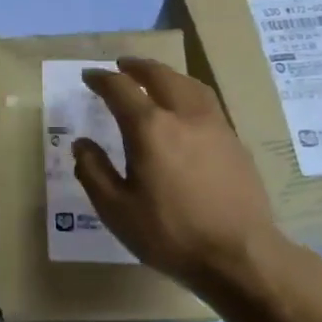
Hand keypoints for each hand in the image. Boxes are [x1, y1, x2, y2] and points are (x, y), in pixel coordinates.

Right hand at [72, 57, 286, 291]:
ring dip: (166, 75)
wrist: (239, 255)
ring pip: (189, 84)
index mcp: (150, 128)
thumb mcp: (115, 209)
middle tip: (121, 66)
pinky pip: (207, 102)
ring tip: (154, 78)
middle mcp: (184, 116)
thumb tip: (82, 144)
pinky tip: (185, 109)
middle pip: (160, 76)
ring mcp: (215, 126)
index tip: (89, 77)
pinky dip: (188, 92)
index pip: (120, 89)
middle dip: (137, 67)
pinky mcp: (235, 142)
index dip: (101, 79)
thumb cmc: (169, 233)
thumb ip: (93, 171)